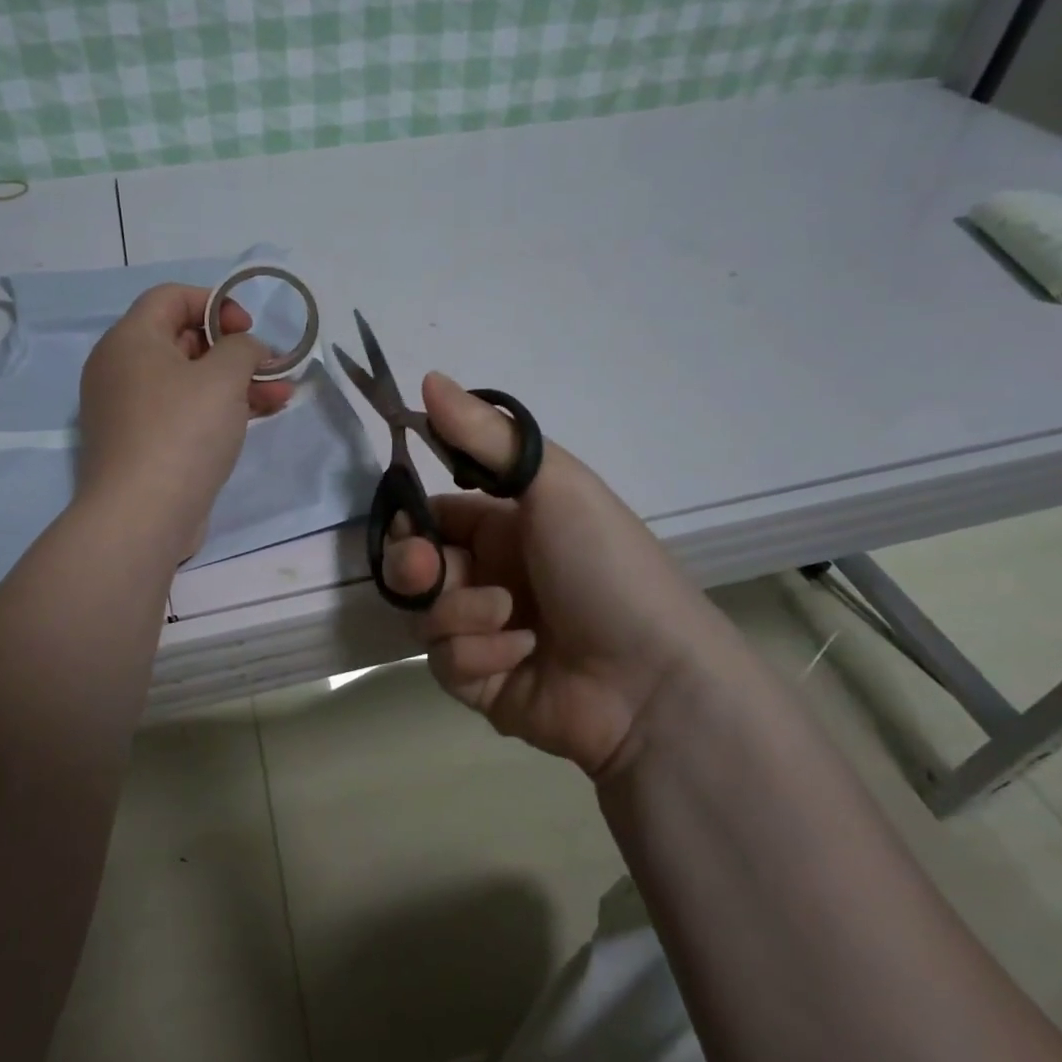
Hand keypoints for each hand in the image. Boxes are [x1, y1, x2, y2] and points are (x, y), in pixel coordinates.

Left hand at [77, 284, 292, 559]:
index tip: (248, 329)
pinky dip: (219, 409)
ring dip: (237, 382)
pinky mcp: (143, 445)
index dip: (215, 302)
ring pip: (189, 381)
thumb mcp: (223, 377)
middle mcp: (121, 370)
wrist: (142, 516)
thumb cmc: (182, 432)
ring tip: (283, 393)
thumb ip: (242, 348)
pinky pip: (184, 412)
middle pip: (182, 339)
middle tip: (269, 364)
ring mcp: (130, 411)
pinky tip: (260, 416)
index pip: (171, 297)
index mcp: (129, 341)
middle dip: (234, 348)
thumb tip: (245, 348)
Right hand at [383, 374, 747, 778]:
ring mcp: (485, 632)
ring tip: (509, 618)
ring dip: (460, 613)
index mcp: (505, 527)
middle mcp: (490, 576)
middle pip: (416, 568)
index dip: (410, 519)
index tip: (407, 523)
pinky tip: (522, 654)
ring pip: (426, 616)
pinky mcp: (483, 683)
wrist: (654, 679)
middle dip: (414, 567)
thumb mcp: (554, 485)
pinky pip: (445, 662)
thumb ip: (486, 435)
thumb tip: (428, 378)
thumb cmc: (605, 566)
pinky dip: (478, 655)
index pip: (434, 517)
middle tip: (427, 571)